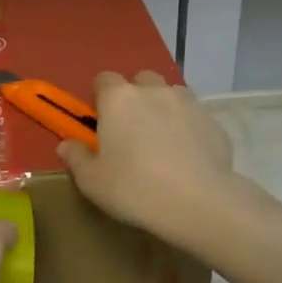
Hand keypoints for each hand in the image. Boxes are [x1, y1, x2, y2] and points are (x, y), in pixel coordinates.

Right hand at [57, 70, 235, 236]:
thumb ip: (76, 158)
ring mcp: (188, 104)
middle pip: (141, 80)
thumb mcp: (91, 181)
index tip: (100, 122)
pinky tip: (187, 158)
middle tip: (131, 131)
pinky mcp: (214, 122)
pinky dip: (188, 129)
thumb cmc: (133, 188)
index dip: (100, 97)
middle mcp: (154, 91)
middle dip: (135, 97)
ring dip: (164, 109)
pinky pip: (195, 118)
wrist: (198, 203)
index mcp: (118, 99)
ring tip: (162, 142)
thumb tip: (67, 145)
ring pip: (171, 95)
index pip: (103, 79)